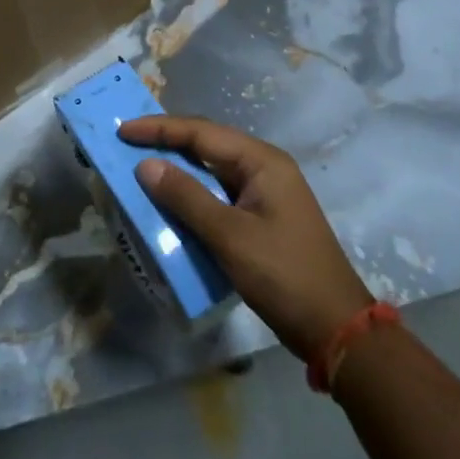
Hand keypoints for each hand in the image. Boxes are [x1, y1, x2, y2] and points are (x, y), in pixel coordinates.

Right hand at [122, 117, 373, 360]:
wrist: (336, 329)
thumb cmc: (284, 275)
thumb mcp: (230, 236)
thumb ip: (186, 197)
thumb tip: (145, 165)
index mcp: (262, 162)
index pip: (201, 133)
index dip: (159, 129)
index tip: (123, 131)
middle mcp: (264, 168)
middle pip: (206, 145)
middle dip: (166, 143)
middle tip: (126, 144)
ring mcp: (264, 194)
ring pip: (211, 171)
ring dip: (177, 171)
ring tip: (140, 169)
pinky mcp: (260, 218)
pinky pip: (217, 195)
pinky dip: (190, 196)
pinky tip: (169, 204)